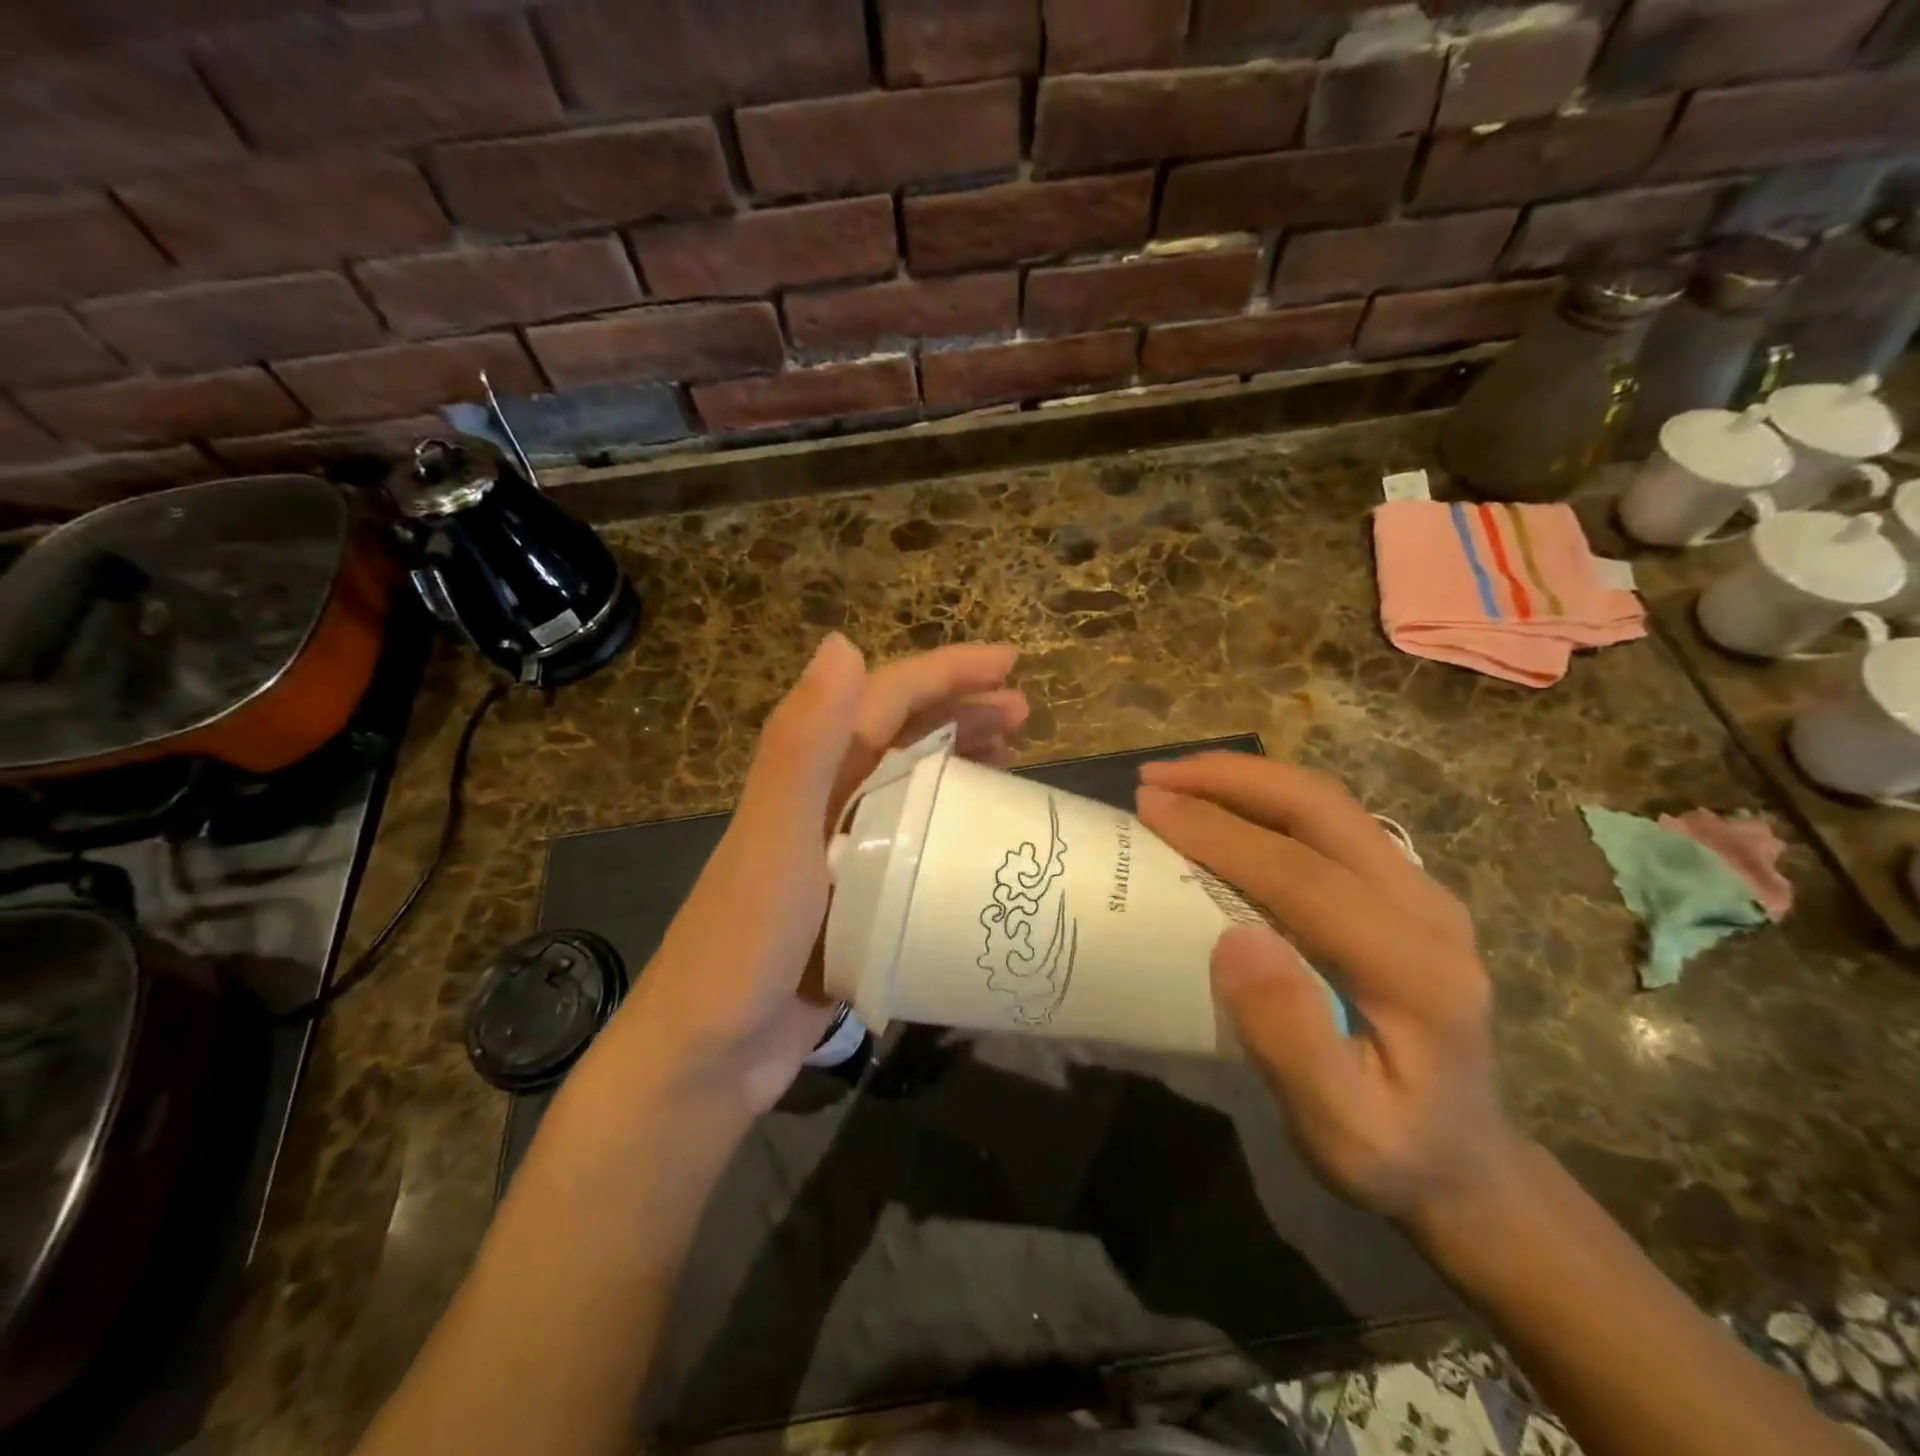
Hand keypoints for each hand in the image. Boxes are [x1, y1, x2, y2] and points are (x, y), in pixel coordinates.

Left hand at [606, 635, 1025, 1115]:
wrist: (708, 1055)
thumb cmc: (743, 943)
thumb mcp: (776, 840)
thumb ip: (801, 745)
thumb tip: (842, 640)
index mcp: (809, 774)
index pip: (885, 699)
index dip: (946, 672)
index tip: (1011, 663)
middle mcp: (825, 799)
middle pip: (901, 733)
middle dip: (962, 710)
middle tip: (1024, 713)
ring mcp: (842, 849)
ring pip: (911, 783)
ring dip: (959, 760)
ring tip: (1014, 758)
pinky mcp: (857, 895)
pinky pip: (914, 840)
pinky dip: (950, 823)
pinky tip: (981, 836)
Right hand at [1135, 755, 1523, 1231]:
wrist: (1465, 1160)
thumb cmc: (1392, 1152)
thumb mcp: (1339, 1130)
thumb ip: (1292, 1038)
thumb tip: (1235, 939)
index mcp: (1414, 968)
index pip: (1302, 872)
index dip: (1220, 831)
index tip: (1149, 807)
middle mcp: (1427, 909)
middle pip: (1323, 809)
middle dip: (1231, 780)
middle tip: (1155, 778)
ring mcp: (1421, 892)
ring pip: (1328, 805)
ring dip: (1247, 781)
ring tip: (1178, 780)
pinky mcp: (1403, 890)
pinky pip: (1329, 823)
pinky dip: (1266, 800)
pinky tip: (1224, 808)